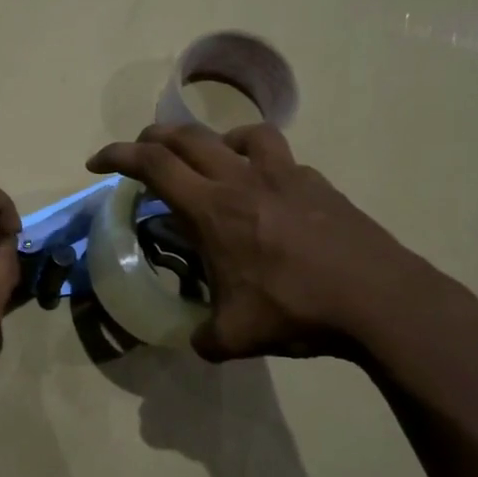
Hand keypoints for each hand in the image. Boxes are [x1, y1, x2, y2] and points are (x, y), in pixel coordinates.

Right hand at [87, 124, 448, 361]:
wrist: (381, 301)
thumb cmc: (297, 310)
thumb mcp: (235, 337)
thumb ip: (204, 338)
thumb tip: (198, 342)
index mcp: (212, 209)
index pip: (152, 164)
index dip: (117, 155)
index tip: (96, 162)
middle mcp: (243, 179)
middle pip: (187, 136)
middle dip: (153, 138)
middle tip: (140, 155)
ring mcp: (285, 175)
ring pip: (239, 133)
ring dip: (212, 140)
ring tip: (209, 162)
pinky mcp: (318, 184)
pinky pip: (280, 158)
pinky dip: (259, 163)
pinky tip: (266, 193)